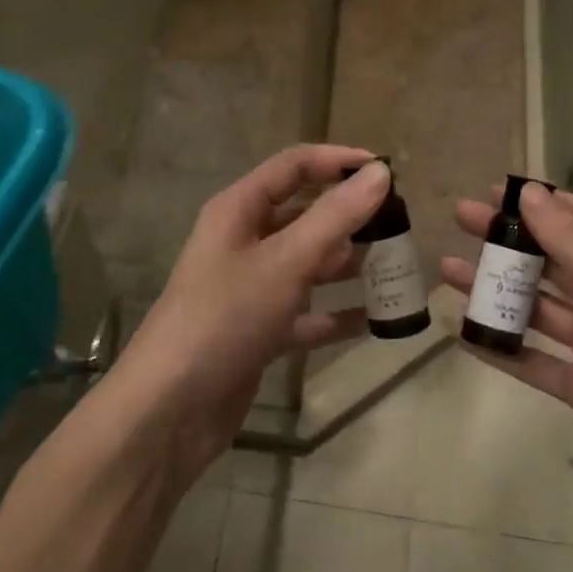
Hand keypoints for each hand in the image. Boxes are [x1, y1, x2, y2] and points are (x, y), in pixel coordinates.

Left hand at [113, 146, 391, 481]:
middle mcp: (244, 242)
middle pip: (305, 215)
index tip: (387, 172)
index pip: (294, 167)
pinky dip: (337, 314)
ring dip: (348, 266)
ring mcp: (251, 289)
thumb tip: (379, 173)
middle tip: (401, 226)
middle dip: (350, 217)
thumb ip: (335, 217)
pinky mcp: (260, 331)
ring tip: (397, 269)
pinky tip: (376, 321)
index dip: (339, 162)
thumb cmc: (226, 318)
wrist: (171, 408)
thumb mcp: (285, 262)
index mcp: (239, 211)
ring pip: (309, 265)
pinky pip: (307, 313)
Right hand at [441, 184, 572, 534]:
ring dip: (497, 288)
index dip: (544, 203)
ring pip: (538, 307)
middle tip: (461, 219)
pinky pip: (533, 359)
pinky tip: (464, 332)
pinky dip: (501, 346)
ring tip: (449, 270)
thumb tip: (529, 193)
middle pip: (555, 259)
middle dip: (510, 239)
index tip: (496, 192)